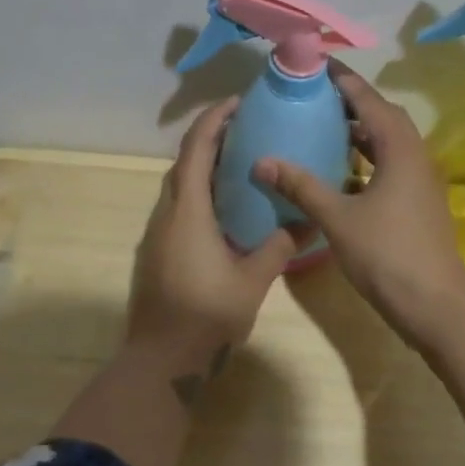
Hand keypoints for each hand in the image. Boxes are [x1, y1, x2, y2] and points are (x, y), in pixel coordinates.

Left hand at [129, 97, 307, 370]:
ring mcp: (157, 233)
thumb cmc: (206, 316)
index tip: (238, 103)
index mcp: (188, 211)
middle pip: (184, 163)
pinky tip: (223, 209)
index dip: (214, 120)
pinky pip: (177, 207)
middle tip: (247, 131)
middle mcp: (166, 214)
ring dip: (203, 167)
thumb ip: (279, 247)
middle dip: (210, 139)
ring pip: (178, 186)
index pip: (196, 149)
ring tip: (239, 165)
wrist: (160, 362)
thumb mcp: (252, 280)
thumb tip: (308, 221)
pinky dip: (198, 193)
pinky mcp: (156, 252)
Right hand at [252, 63, 464, 341]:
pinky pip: (389, 163)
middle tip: (314, 94)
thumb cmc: (387, 254)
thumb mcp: (337, 218)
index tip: (315, 63)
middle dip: (350, 100)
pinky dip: (365, 157)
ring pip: (387, 140)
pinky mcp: (417, 199)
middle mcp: (414, 154)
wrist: (435, 305)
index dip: (342, 79)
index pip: (367, 98)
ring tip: (322, 125)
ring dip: (359, 129)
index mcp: (399, 148)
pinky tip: (339, 170)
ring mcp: (419, 178)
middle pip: (381, 114)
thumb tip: (261, 161)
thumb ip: (300, 186)